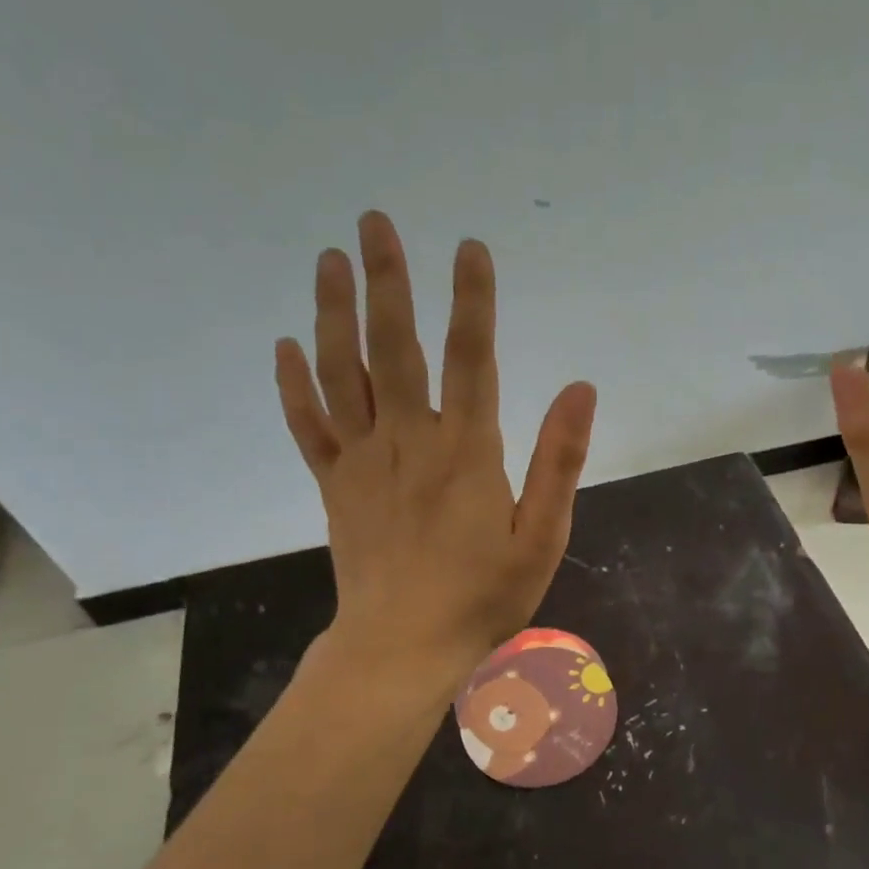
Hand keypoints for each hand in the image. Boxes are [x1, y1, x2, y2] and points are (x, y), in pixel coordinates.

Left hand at [275, 212, 596, 686]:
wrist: (404, 647)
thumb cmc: (484, 596)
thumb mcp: (542, 536)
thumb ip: (559, 460)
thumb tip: (581, 388)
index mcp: (466, 450)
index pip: (472, 356)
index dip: (471, 299)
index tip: (469, 247)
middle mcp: (409, 440)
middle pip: (395, 347)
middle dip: (387, 280)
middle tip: (373, 221)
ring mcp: (364, 460)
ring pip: (343, 373)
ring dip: (334, 312)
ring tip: (330, 259)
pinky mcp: (336, 485)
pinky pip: (309, 426)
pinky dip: (295, 384)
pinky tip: (287, 345)